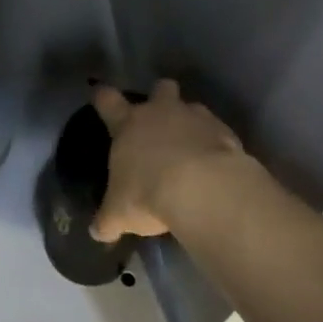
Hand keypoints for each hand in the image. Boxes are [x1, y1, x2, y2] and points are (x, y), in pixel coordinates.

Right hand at [91, 79, 249, 240]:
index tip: (100, 94)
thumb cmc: (148, 194)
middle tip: (160, 116)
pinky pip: (218, 131)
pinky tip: (215, 165)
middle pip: (160, 88)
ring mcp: (196, 118)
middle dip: (160, 96)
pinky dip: (216, 144)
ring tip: (192, 147)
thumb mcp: (120, 213)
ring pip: (193, 106)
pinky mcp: (225, 132)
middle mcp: (161, 112)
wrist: (203, 189)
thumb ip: (108, 220)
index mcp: (129, 125)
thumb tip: (97, 233)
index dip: (103, 97)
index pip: (108, 101)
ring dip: (191, 122)